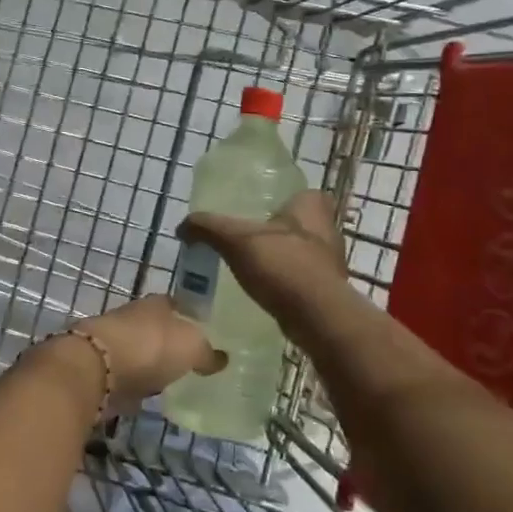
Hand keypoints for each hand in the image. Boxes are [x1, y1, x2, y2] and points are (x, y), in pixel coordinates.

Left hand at [83, 295, 225, 411]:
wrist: (96, 367)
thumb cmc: (150, 347)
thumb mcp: (191, 347)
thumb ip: (207, 353)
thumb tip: (221, 359)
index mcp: (157, 304)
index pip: (178, 305)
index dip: (191, 318)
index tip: (205, 333)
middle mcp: (134, 317)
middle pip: (157, 328)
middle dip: (170, 342)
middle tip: (191, 361)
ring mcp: (115, 342)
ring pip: (140, 351)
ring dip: (151, 364)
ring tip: (172, 381)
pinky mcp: (101, 369)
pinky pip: (127, 376)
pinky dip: (135, 384)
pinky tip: (147, 396)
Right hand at [178, 190, 350, 329]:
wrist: (318, 318)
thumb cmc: (283, 266)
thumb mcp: (236, 240)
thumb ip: (208, 228)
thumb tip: (182, 226)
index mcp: (312, 206)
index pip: (301, 192)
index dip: (283, 199)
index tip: (260, 209)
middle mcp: (327, 230)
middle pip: (299, 223)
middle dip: (278, 230)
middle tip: (248, 237)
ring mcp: (330, 262)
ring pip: (301, 251)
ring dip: (281, 257)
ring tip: (250, 265)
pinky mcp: (327, 290)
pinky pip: (301, 278)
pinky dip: (284, 281)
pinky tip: (263, 289)